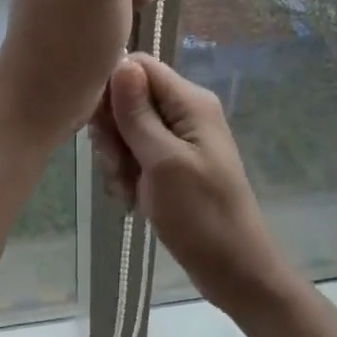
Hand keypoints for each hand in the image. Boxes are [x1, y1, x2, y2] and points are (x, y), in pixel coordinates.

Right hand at [90, 54, 296, 319]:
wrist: (236, 273)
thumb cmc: (201, 216)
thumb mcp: (163, 162)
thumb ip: (138, 113)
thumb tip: (121, 63)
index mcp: (190, 101)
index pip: (139, 66)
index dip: (112, 89)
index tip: (101, 126)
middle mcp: (186, 111)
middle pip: (130, 97)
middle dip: (114, 130)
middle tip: (117, 165)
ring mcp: (181, 138)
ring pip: (129, 128)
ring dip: (118, 157)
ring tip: (128, 188)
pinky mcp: (174, 163)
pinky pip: (137, 153)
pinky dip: (129, 173)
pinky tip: (132, 199)